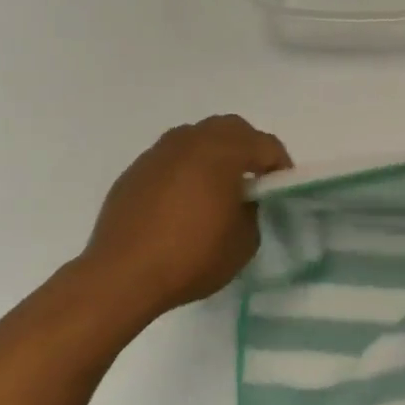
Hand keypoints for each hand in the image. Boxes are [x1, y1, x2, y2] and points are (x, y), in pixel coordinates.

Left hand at [84, 115, 290, 319]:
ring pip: (197, 137)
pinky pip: (171, 157)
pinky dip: (187, 168)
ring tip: (219, 187)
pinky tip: (185, 200)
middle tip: (255, 179)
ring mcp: (158, 153)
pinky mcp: (135, 171)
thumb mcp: (244, 241)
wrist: (122, 276)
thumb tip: (244, 199)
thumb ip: (253, 209)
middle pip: (230, 128)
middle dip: (249, 148)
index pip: (265, 144)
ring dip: (215, 153)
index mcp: (222, 152)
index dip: (280, 165)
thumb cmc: (192, 257)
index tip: (282, 189)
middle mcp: (189, 141)